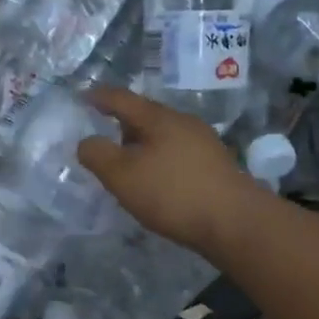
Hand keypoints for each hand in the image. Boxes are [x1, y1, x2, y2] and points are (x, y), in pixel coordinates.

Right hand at [76, 86, 272, 258]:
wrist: (235, 222)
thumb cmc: (172, 193)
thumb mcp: (122, 175)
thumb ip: (97, 155)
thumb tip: (86, 142)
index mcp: (158, 118)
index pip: (122, 99)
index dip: (100, 97)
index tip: (83, 97)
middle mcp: (183, 123)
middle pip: (146, 116)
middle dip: (123, 125)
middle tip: (104, 140)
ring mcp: (204, 143)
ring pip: (164, 136)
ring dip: (143, 146)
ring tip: (128, 166)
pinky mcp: (215, 166)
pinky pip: (178, 154)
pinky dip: (160, 161)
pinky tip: (157, 182)